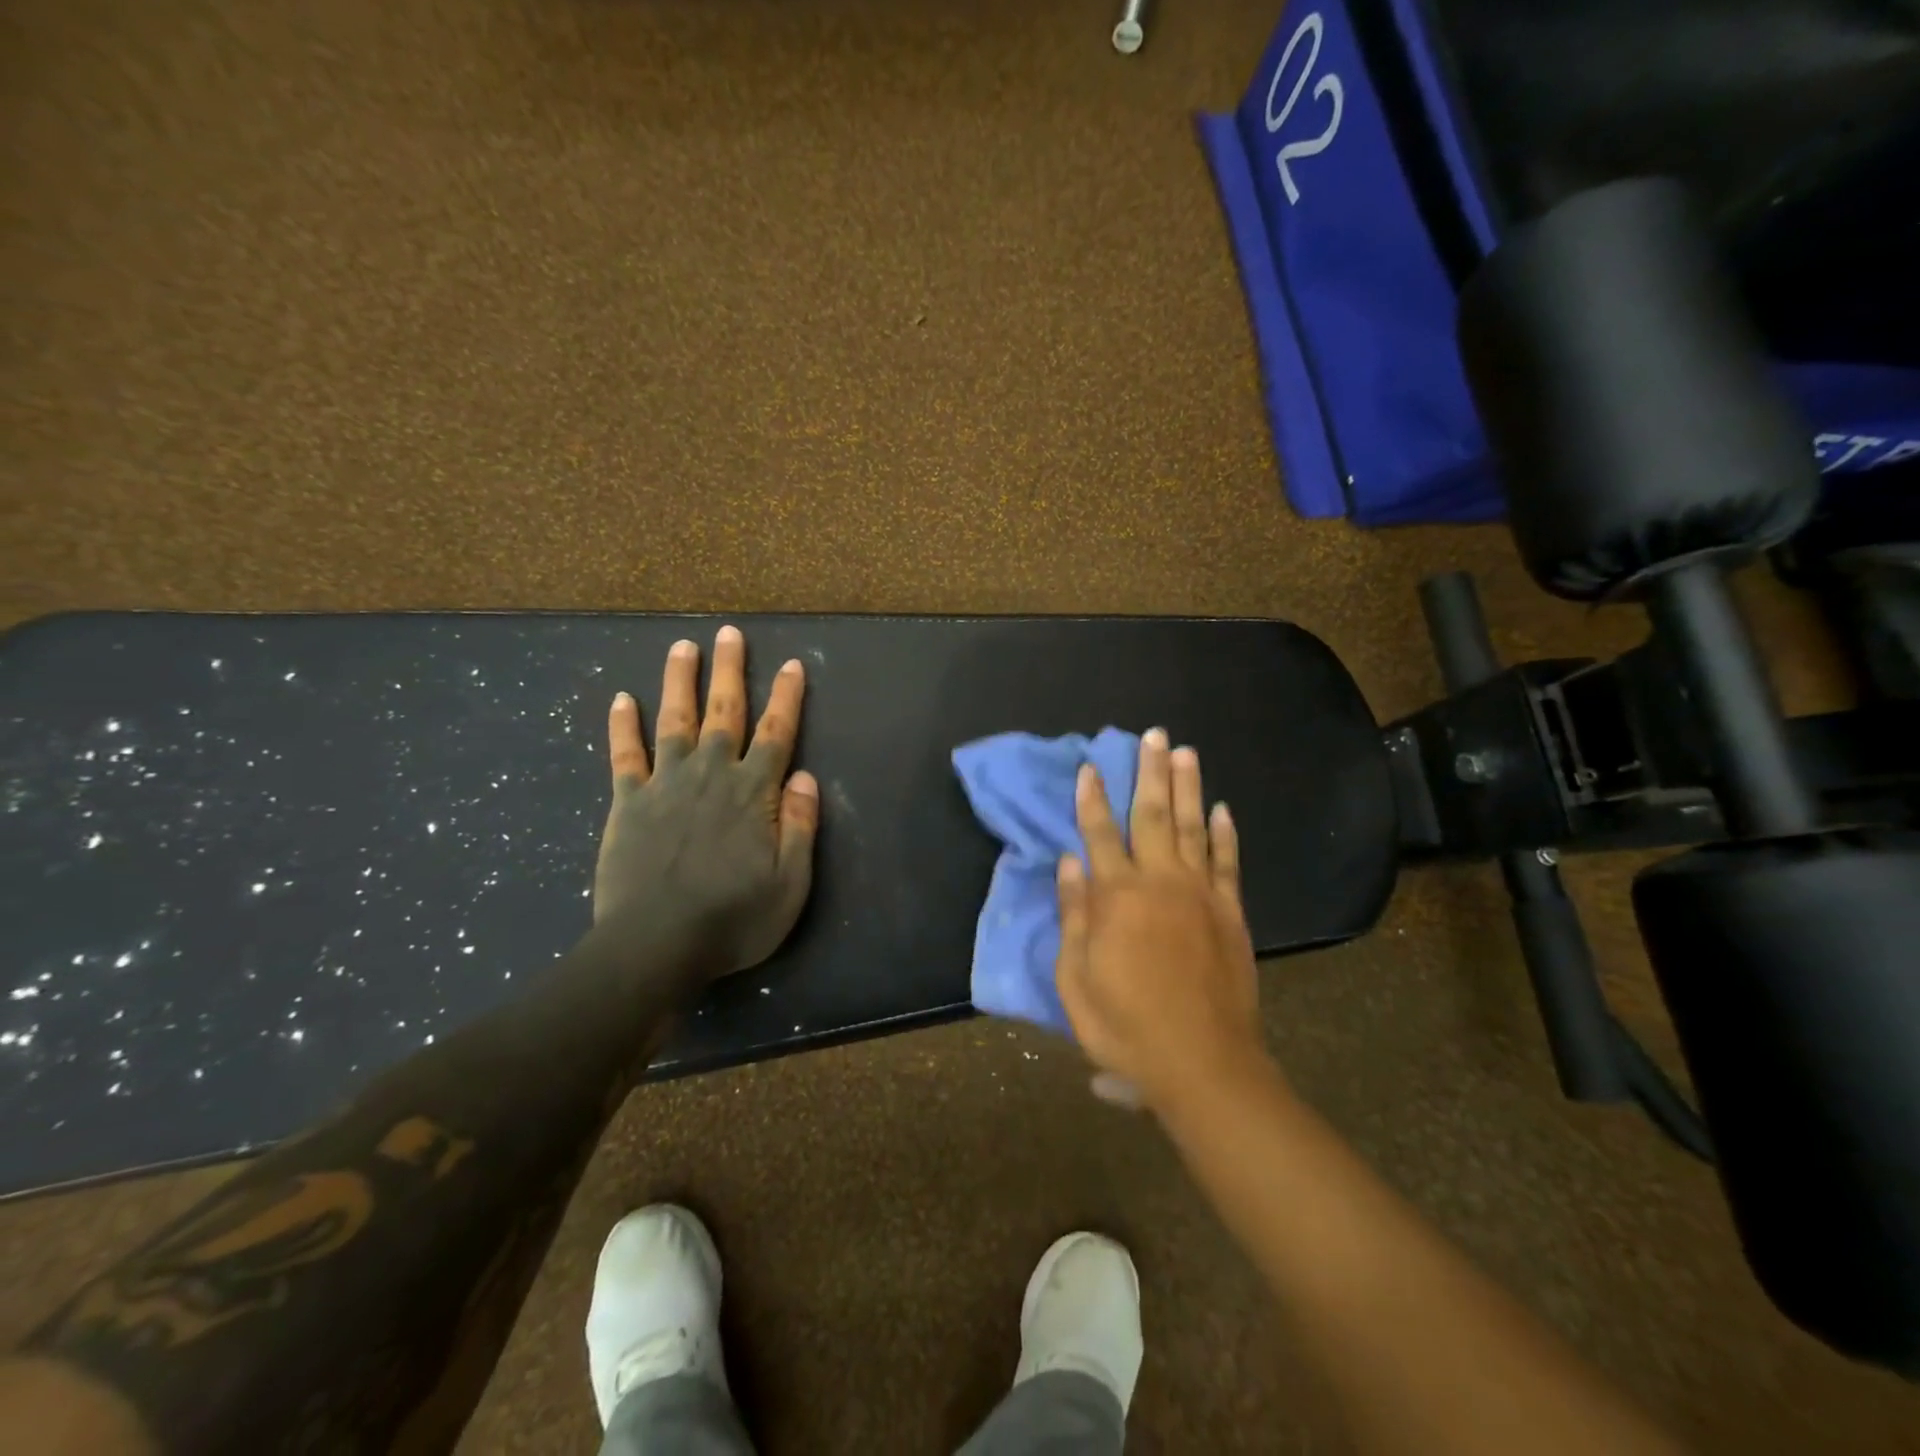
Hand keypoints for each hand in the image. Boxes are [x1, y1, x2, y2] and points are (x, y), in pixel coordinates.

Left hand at [594, 625, 819, 976]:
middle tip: (729, 633)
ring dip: (680, 681)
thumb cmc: (733, 919)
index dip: (786, 698)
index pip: (775, 733)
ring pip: (675, 720)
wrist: (655, 945)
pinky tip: (621, 698)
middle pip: (724, 712)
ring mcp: (666, 784)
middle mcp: (711, 775)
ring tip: (683, 646)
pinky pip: (625, 755)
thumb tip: (806, 778)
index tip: (791, 665)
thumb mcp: (790, 883)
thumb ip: (801, 826)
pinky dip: (623, 726)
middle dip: (730, 671)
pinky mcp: (627, 802)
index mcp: (753, 792)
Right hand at [1055, 729, 1266, 1113]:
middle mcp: (1160, 882)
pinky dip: (1226, 834)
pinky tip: (1223, 808)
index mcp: (1117, 897)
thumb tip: (1069, 863)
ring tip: (1184, 752)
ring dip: (1188, 787)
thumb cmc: (1126, 1026)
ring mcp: (1201, 894)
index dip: (1092, 799)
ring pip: (1194, 827)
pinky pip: (1228, 863)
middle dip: (1149, 773)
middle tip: (1153, 734)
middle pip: (1153, 816)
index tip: (1090, 766)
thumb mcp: (1077, 979)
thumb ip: (1074, 916)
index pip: (1100, 834)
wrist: (1203, 1064)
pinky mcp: (1231, 913)